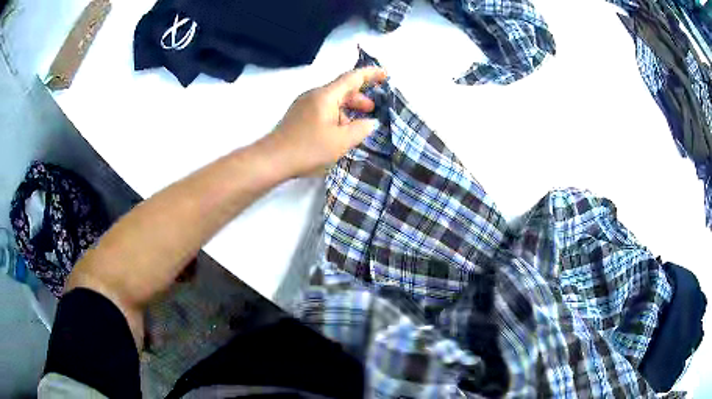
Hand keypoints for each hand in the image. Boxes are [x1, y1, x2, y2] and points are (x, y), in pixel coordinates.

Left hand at [261, 66, 386, 176]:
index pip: (352, 77)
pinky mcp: (299, 116)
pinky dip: (336, 115)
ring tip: (357, 125)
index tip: (386, 75)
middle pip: (342, 89)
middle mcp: (314, 95)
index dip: (371, 74)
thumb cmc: (308, 148)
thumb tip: (371, 122)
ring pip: (332, 101)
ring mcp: (304, 105)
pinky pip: (323, 109)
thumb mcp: (341, 141)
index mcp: (326, 95)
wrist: (272, 159)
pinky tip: (339, 132)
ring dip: (348, 109)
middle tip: (373, 109)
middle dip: (360, 97)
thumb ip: (360, 129)